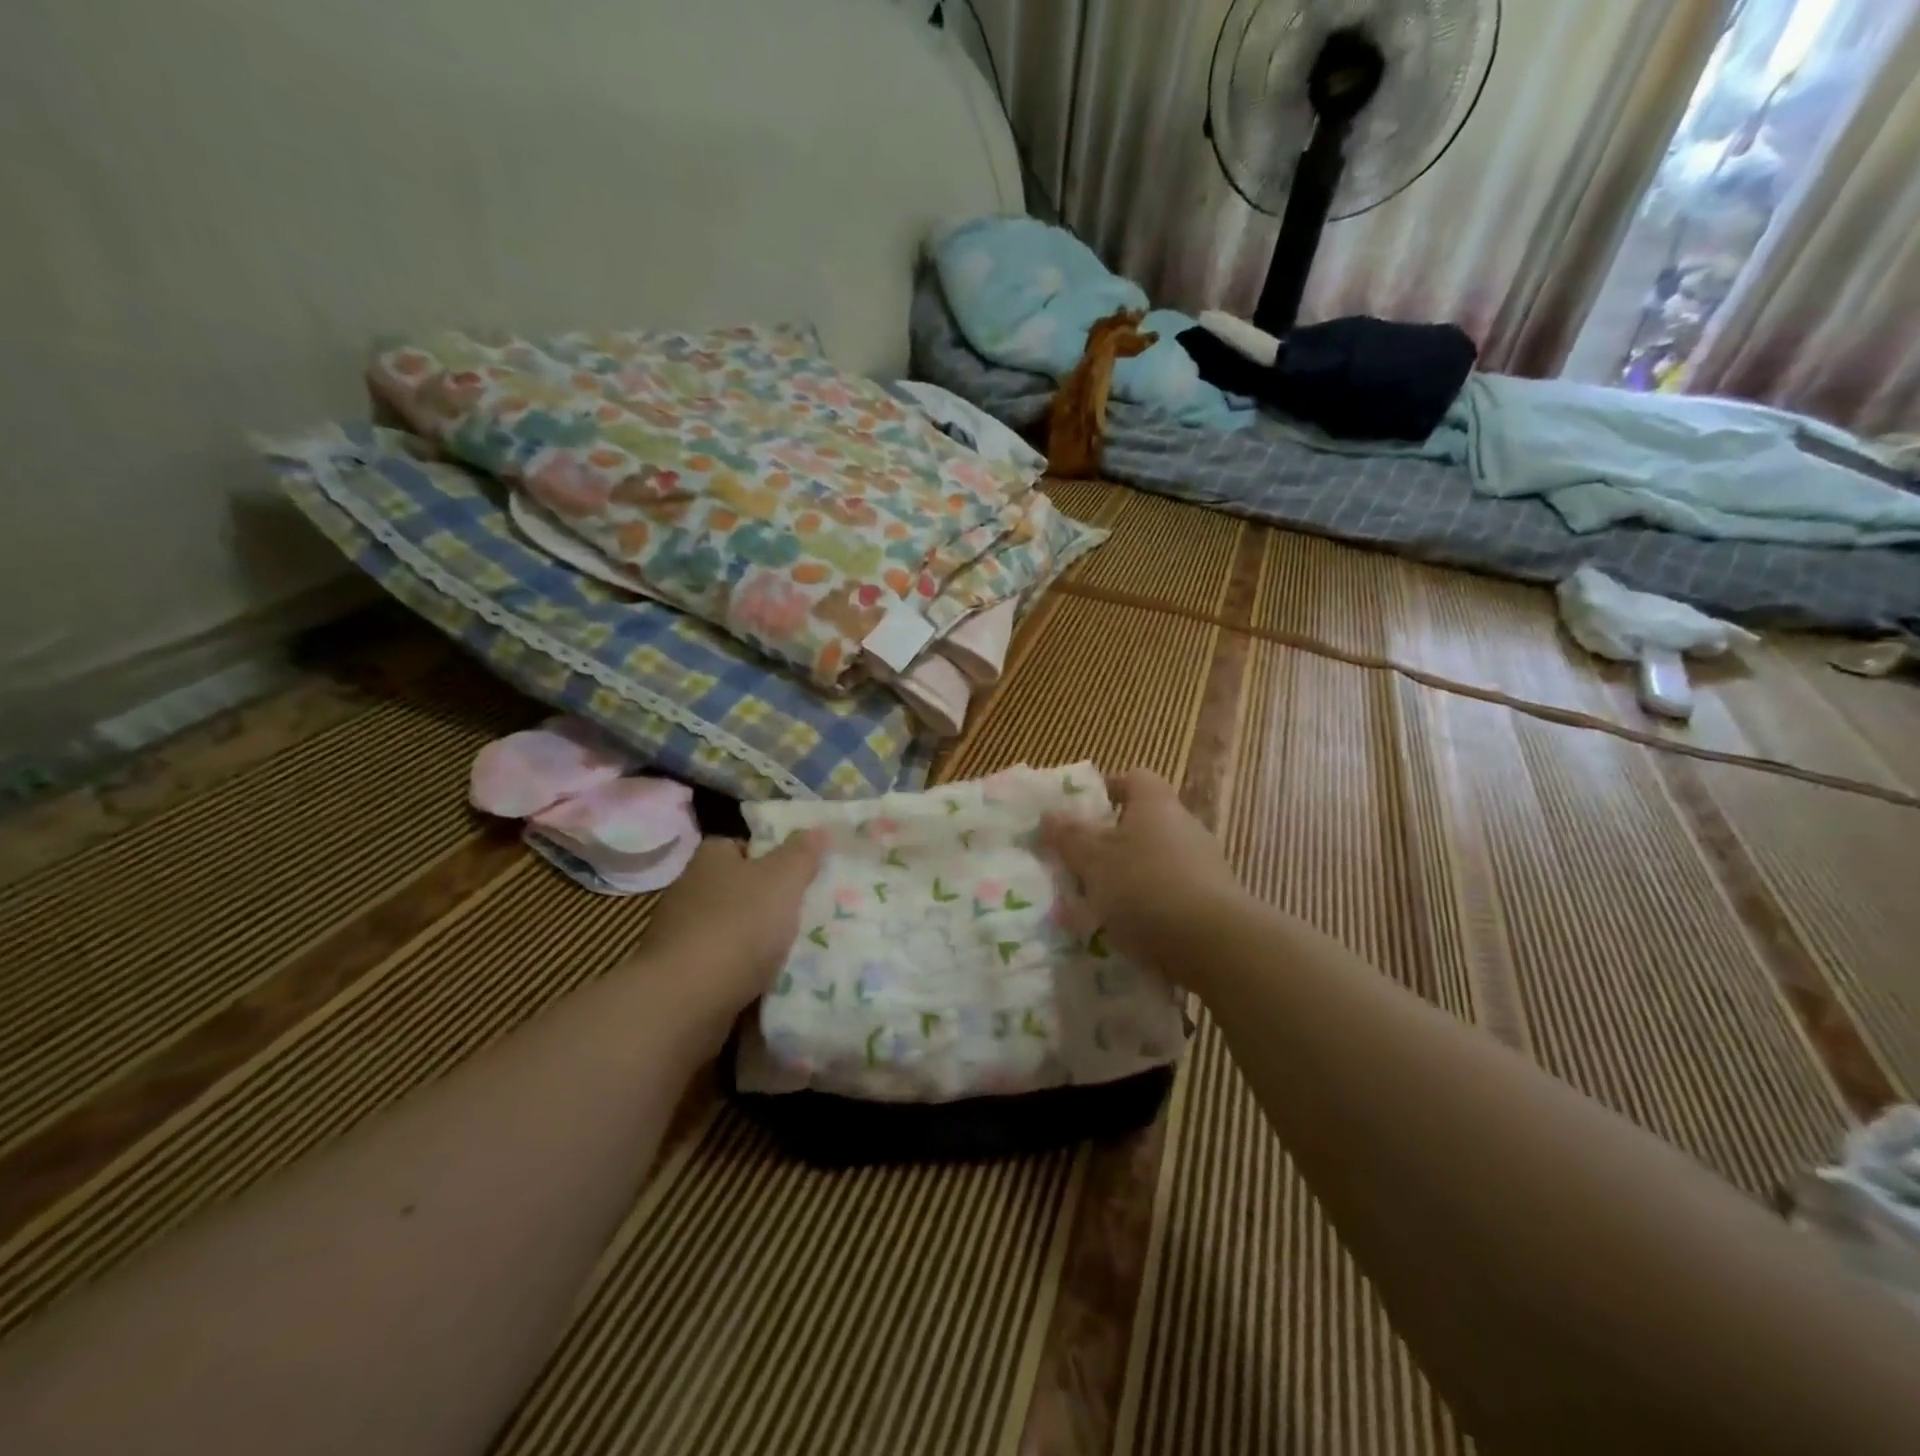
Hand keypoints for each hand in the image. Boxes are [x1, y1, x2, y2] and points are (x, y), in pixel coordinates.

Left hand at [623, 833, 825, 1018]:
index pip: (742, 846)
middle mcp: (689, 889)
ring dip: (755, 939)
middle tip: (805, 912)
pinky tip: (766, 981)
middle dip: (766, 901)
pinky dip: (741, 971)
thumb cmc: (738, 926)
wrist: (686, 1000)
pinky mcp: (679, 974)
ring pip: (730, 928)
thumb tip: (817, 829)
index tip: (799, 874)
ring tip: (793, 950)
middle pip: (737, 888)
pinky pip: (720, 965)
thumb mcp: (783, 880)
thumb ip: (802, 855)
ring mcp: (679, 934)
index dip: (771, 856)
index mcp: (710, 858)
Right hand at [1041, 768, 1243, 975]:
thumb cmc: (1146, 888)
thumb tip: (1050, 814)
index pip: (1134, 778)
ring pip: (1155, 861)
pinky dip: (1149, 906)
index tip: (1081, 811)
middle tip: (1080, 864)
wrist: (1217, 946)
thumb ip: (1069, 837)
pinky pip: (1171, 894)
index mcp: (1156, 805)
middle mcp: (1185, 826)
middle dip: (1110, 842)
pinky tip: (1128, 932)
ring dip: (1128, 877)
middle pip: (1143, 822)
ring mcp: (1205, 865)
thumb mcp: (1094, 861)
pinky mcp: (1214, 902)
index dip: (1107, 788)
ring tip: (1097, 906)